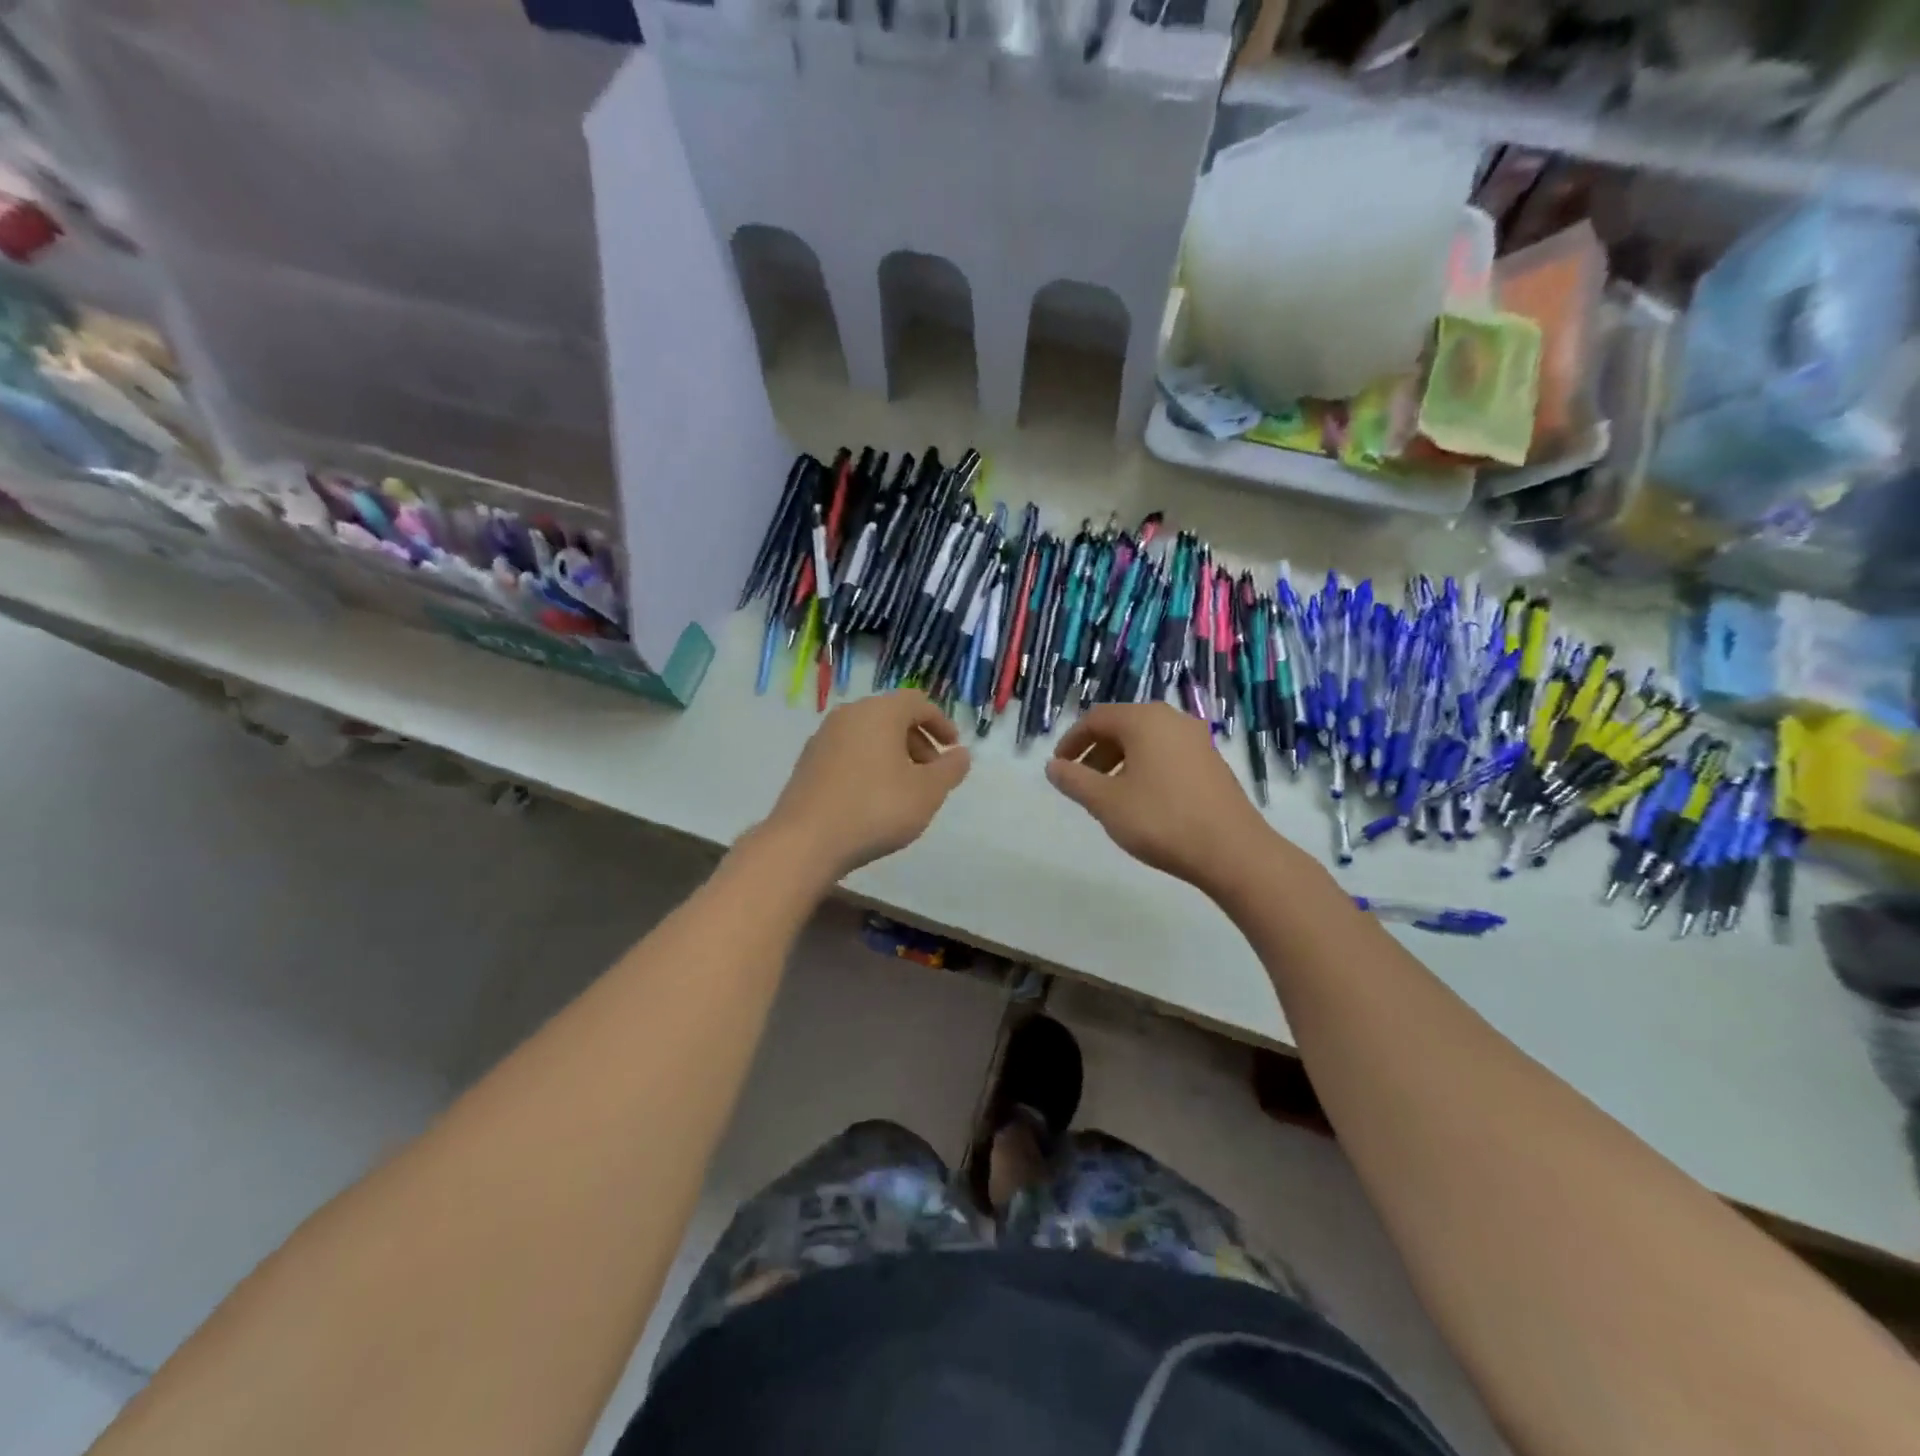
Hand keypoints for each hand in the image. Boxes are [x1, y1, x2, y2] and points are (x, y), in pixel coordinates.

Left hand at [762, 690, 970, 880]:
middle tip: (933, 773)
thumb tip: (961, 754)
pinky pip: (849, 752)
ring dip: (894, 754)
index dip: (941, 723)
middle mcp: (848, 715)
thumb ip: (950, 770)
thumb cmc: (876, 809)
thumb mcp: (927, 792)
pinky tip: (874, 798)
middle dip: (918, 741)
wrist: (805, 841)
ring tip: (906, 789)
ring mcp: (823, 738)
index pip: (918, 702)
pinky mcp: (808, 763)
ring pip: (869, 735)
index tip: (953, 749)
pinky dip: (869, 764)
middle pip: (892, 717)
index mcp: (879, 712)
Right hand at [1047, 702, 1274, 895]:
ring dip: (1120, 761)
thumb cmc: (1161, 820)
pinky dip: (1145, 768)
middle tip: (1080, 782)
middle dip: (1096, 751)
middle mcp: (1172, 720)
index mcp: (1145, 720)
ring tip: (1107, 795)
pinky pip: (1167, 754)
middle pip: (1122, 726)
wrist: (1232, 851)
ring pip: (1146, 741)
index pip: (1096, 718)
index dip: (1072, 741)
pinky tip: (1141, 800)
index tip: (1059, 767)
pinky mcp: (1212, 762)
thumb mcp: (1106, 802)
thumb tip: (1053, 767)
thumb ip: (1075, 780)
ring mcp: (1197, 740)